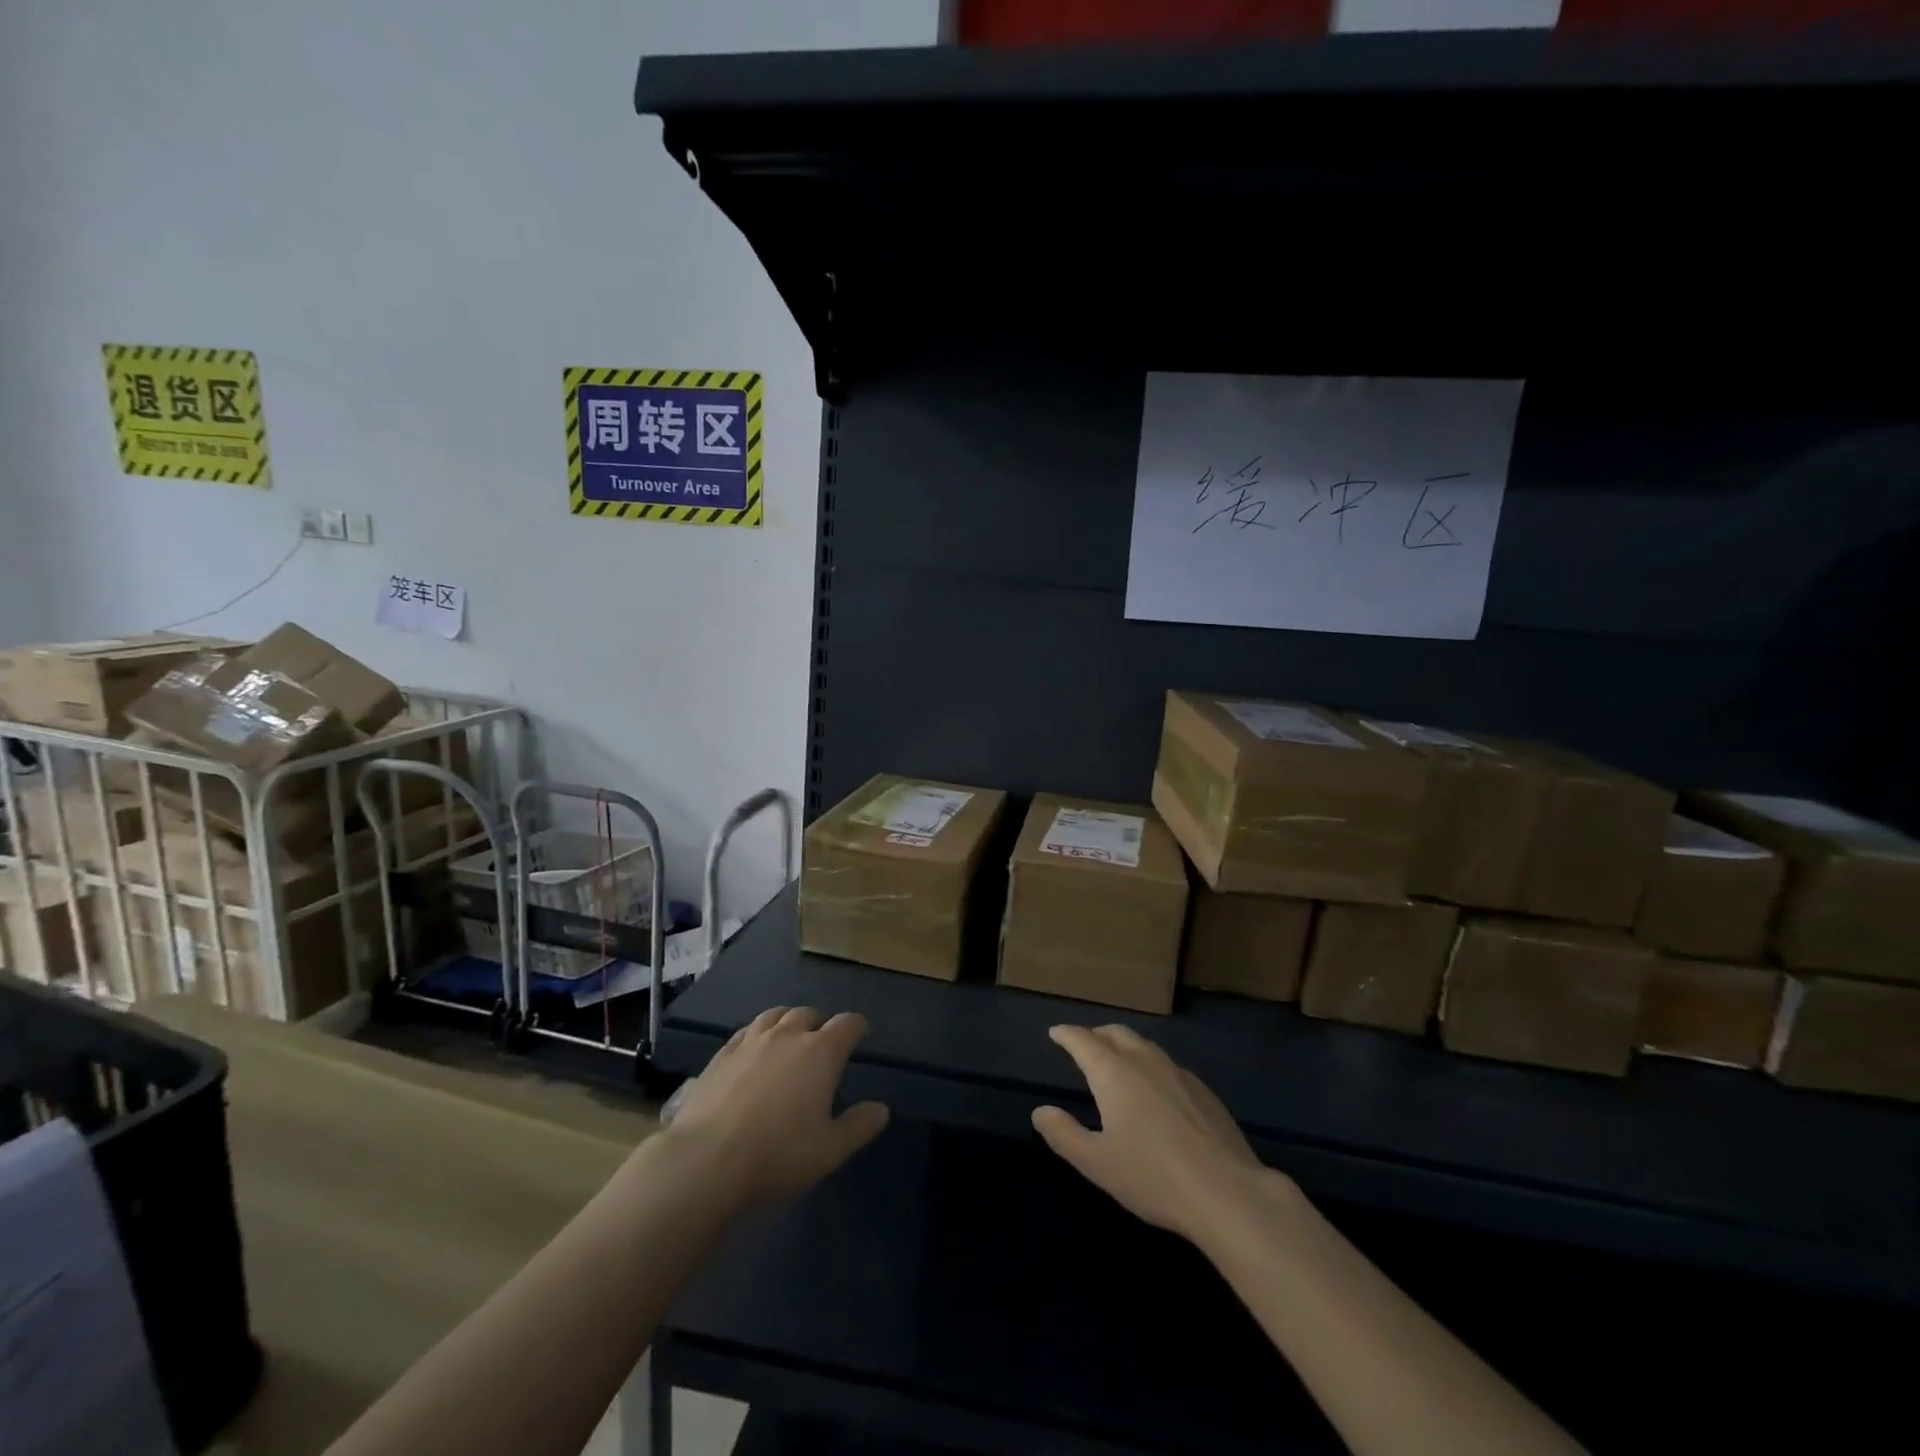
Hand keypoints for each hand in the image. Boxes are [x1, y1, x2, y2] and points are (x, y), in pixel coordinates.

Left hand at [664, 1006, 889, 1207]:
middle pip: (809, 1014)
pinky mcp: (721, 1055)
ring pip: (775, 1015)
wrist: (706, 1160)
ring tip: (789, 1036)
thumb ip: (859, 1126)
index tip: (861, 1034)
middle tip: (823, 1044)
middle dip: (821, 1024)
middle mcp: (788, 1036)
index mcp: (821, 1052)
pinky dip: (756, 1033)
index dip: (857, 1026)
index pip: (847, 1024)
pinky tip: (753, 1048)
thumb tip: (882, 1108)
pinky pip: (744, 1031)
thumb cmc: (778, 1154)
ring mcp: (751, 1042)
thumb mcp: (830, 1150)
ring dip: (788, 1021)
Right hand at [1033, 1024, 1272, 1244]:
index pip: (1083, 1041)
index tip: (1056, 1032)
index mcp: (1113, 1072)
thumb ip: (1064, 1134)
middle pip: (1116, 1033)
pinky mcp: (1203, 1091)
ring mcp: (1178, 1073)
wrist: (1227, 1192)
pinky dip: (1150, 1065)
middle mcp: (1144, 1061)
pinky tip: (1155, 1089)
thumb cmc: (1152, 1177)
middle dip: (1096, 1034)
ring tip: (1117, 1061)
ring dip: (1125, 1046)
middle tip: (1084, 1044)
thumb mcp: (1097, 1163)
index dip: (1067, 1034)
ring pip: (1144, 1046)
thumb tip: (1040, 1111)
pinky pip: (1168, 1065)